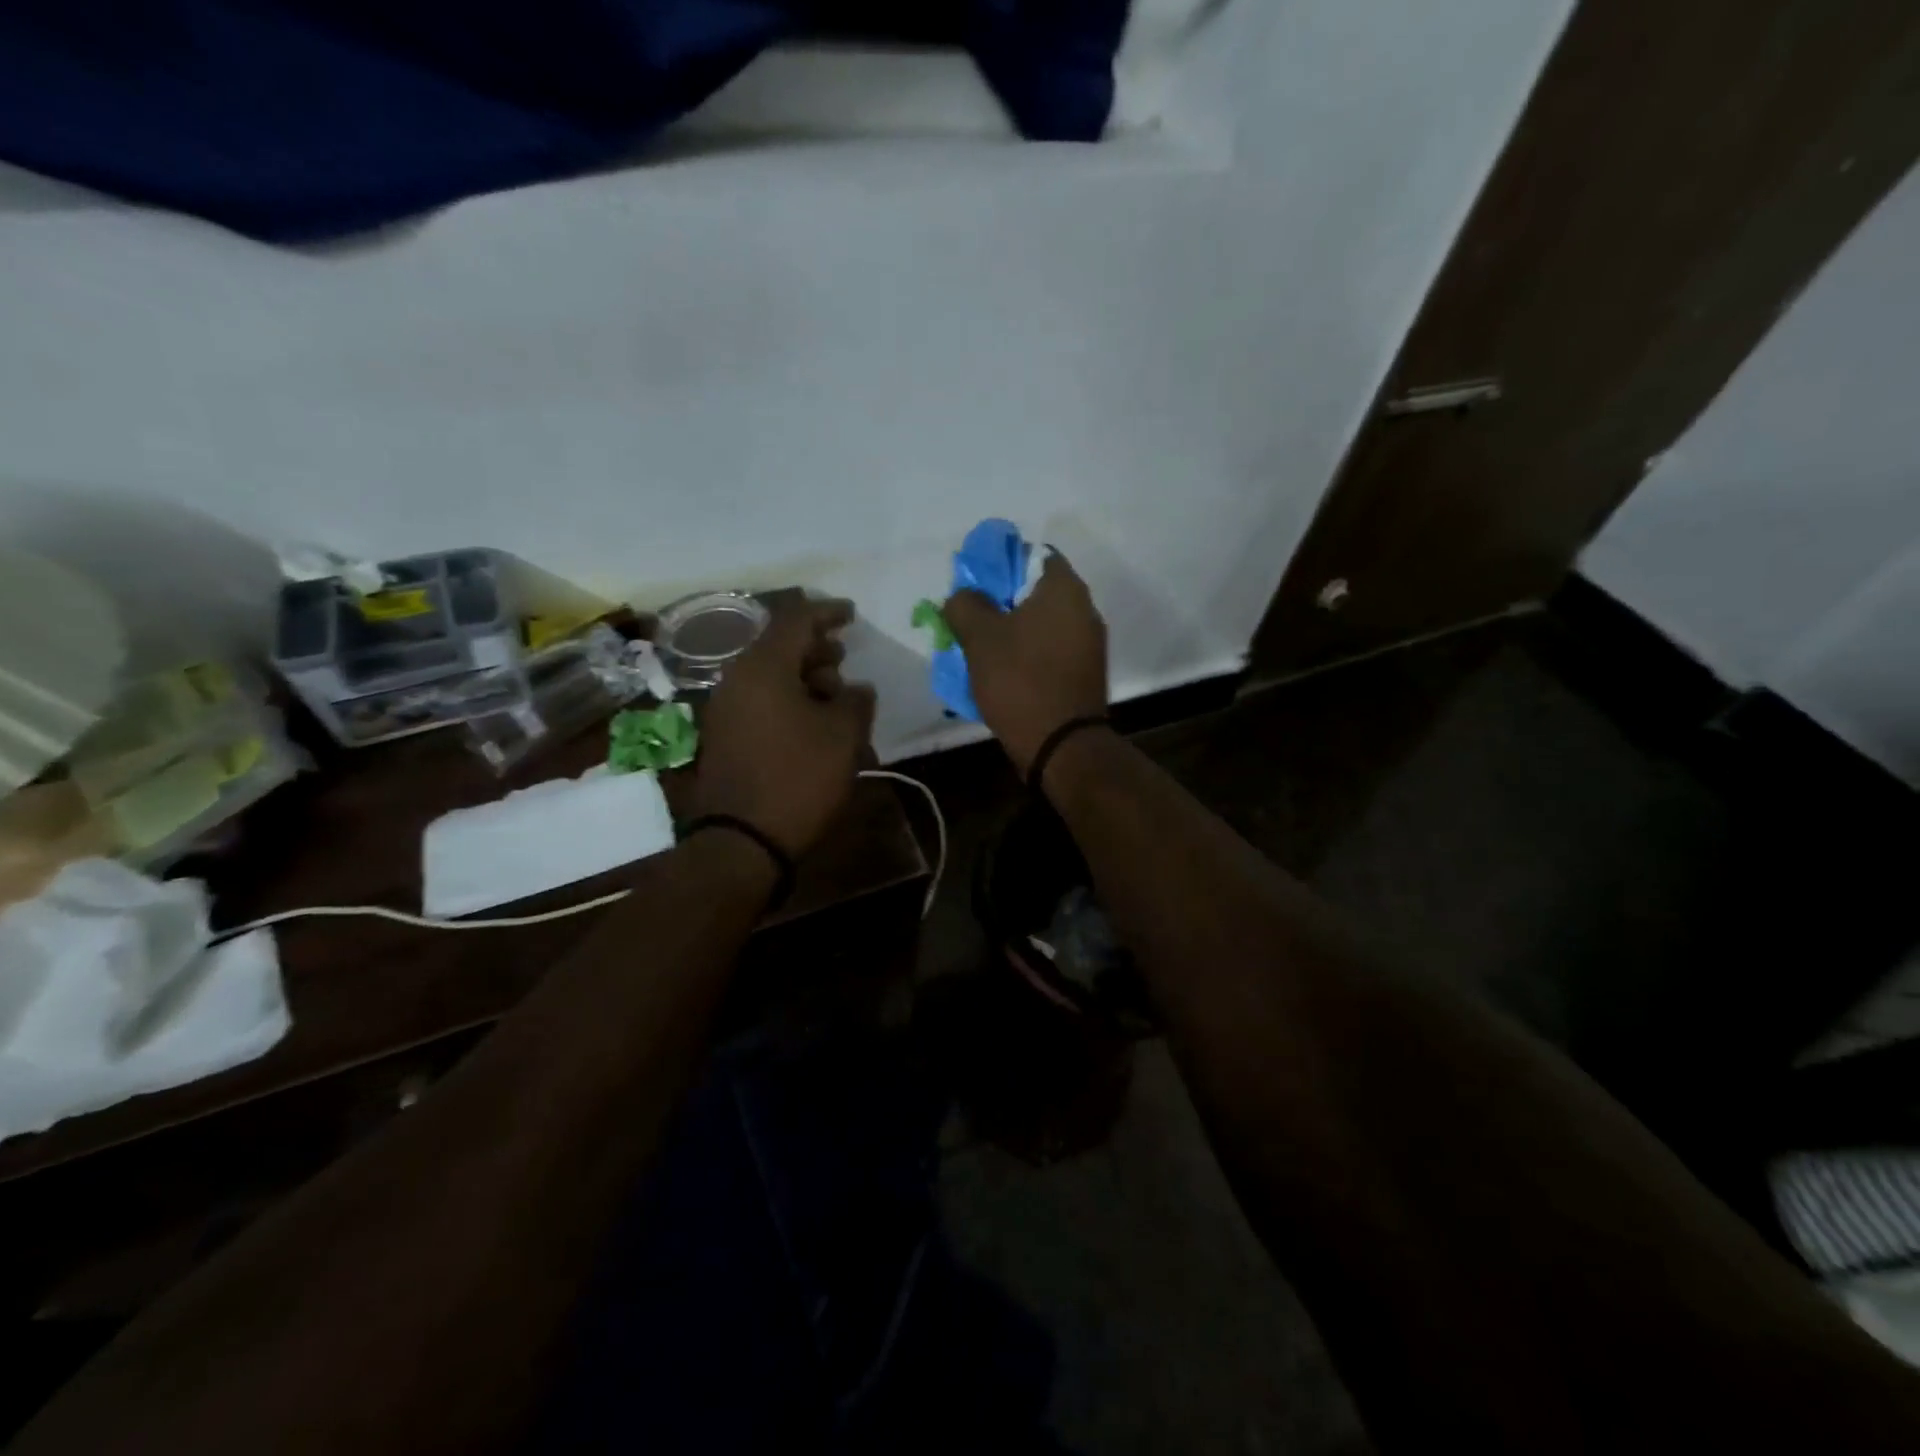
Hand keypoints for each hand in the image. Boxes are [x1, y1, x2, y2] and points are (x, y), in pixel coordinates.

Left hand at [687, 598, 875, 856]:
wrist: (743, 839)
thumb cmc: (799, 778)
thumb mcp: (844, 736)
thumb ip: (856, 700)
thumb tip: (855, 689)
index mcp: (764, 667)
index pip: (797, 620)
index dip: (828, 612)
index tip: (851, 614)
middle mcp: (737, 678)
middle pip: (779, 646)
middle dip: (816, 650)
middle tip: (844, 661)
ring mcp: (726, 708)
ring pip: (770, 676)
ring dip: (804, 679)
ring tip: (835, 699)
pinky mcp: (724, 735)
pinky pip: (760, 701)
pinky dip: (788, 700)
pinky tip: (812, 724)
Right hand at [944, 550, 1107, 776]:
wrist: (1061, 745)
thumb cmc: (1020, 681)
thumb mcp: (979, 638)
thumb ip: (965, 604)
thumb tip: (963, 596)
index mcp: (1064, 589)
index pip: (1031, 555)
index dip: (999, 565)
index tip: (974, 587)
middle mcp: (1085, 609)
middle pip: (1035, 592)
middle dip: (1001, 603)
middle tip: (971, 621)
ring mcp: (1089, 644)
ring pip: (1042, 625)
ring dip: (1012, 632)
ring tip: (981, 651)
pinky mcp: (1085, 673)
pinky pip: (1050, 652)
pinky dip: (1028, 655)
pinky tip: (1004, 673)